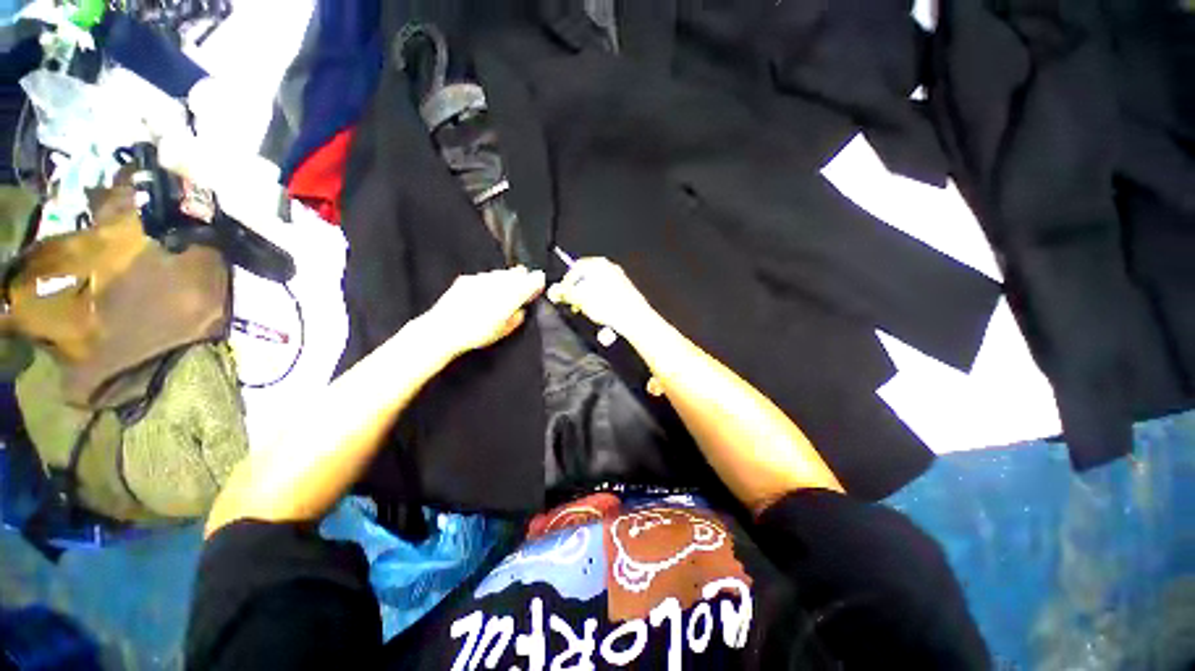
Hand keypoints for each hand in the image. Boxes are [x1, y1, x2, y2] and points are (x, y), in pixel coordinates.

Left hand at [425, 266, 545, 356]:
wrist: (444, 329)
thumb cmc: (475, 334)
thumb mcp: (502, 332)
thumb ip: (515, 319)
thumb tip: (520, 312)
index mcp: (510, 298)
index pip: (529, 283)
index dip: (536, 281)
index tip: (540, 281)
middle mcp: (498, 285)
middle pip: (516, 275)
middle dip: (523, 277)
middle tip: (528, 279)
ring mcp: (481, 280)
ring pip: (501, 274)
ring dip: (508, 277)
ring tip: (510, 283)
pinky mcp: (467, 280)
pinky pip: (485, 276)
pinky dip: (491, 280)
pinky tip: (489, 288)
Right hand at [546, 258, 658, 339]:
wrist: (633, 318)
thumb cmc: (605, 305)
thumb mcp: (580, 298)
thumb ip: (564, 293)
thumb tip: (554, 291)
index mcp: (598, 263)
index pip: (574, 268)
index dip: (565, 282)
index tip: (562, 296)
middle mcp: (609, 266)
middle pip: (586, 277)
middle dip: (577, 291)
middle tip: (573, 305)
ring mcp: (619, 278)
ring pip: (596, 286)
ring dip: (587, 298)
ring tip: (585, 310)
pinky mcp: (626, 290)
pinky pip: (607, 292)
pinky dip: (599, 300)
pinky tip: (599, 312)